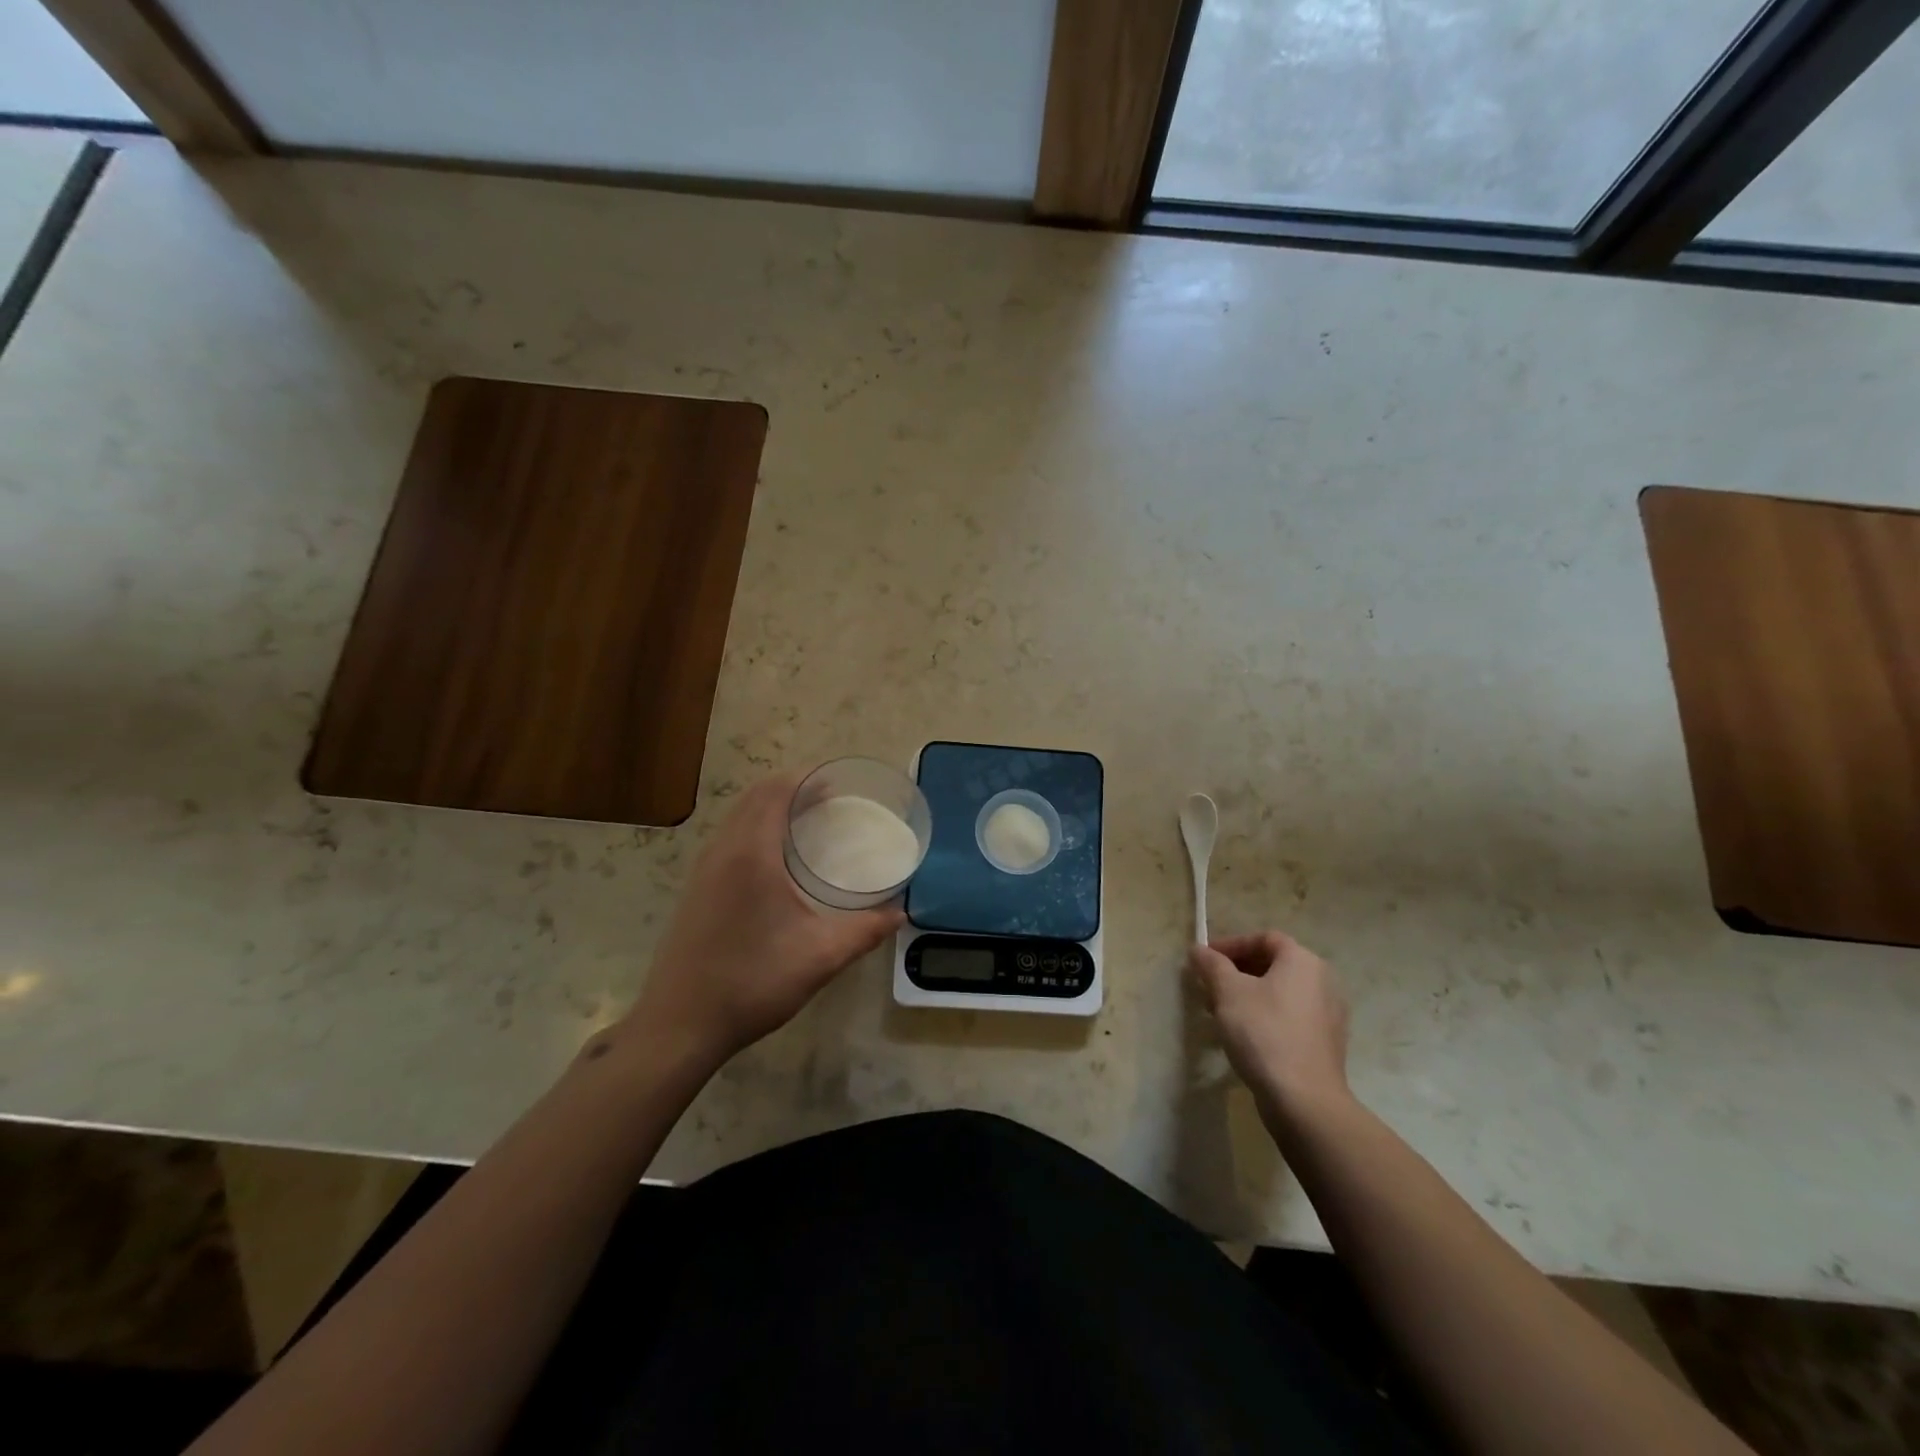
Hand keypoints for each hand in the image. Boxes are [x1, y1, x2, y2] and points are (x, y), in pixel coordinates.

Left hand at [627, 774, 902, 1067]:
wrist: (679, 1026)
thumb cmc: (751, 983)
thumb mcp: (820, 957)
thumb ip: (865, 930)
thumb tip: (900, 913)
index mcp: (751, 854)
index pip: (776, 791)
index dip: (807, 778)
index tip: (840, 784)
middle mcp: (722, 851)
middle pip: (756, 796)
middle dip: (794, 788)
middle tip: (833, 801)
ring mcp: (703, 869)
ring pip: (739, 816)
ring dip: (772, 807)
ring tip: (809, 823)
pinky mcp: (696, 888)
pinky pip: (729, 837)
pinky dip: (755, 827)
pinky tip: (778, 859)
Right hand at [1187, 931, 1350, 1115]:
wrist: (1304, 1100)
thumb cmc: (1264, 1032)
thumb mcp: (1227, 992)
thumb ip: (1211, 965)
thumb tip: (1198, 950)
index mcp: (1303, 961)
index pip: (1264, 938)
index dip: (1232, 944)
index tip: (1206, 960)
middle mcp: (1323, 981)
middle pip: (1273, 965)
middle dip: (1236, 972)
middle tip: (1209, 988)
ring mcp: (1329, 1014)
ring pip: (1280, 992)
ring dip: (1248, 996)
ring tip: (1221, 1014)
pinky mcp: (1326, 1043)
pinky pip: (1290, 1017)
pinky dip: (1266, 1017)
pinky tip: (1245, 1036)